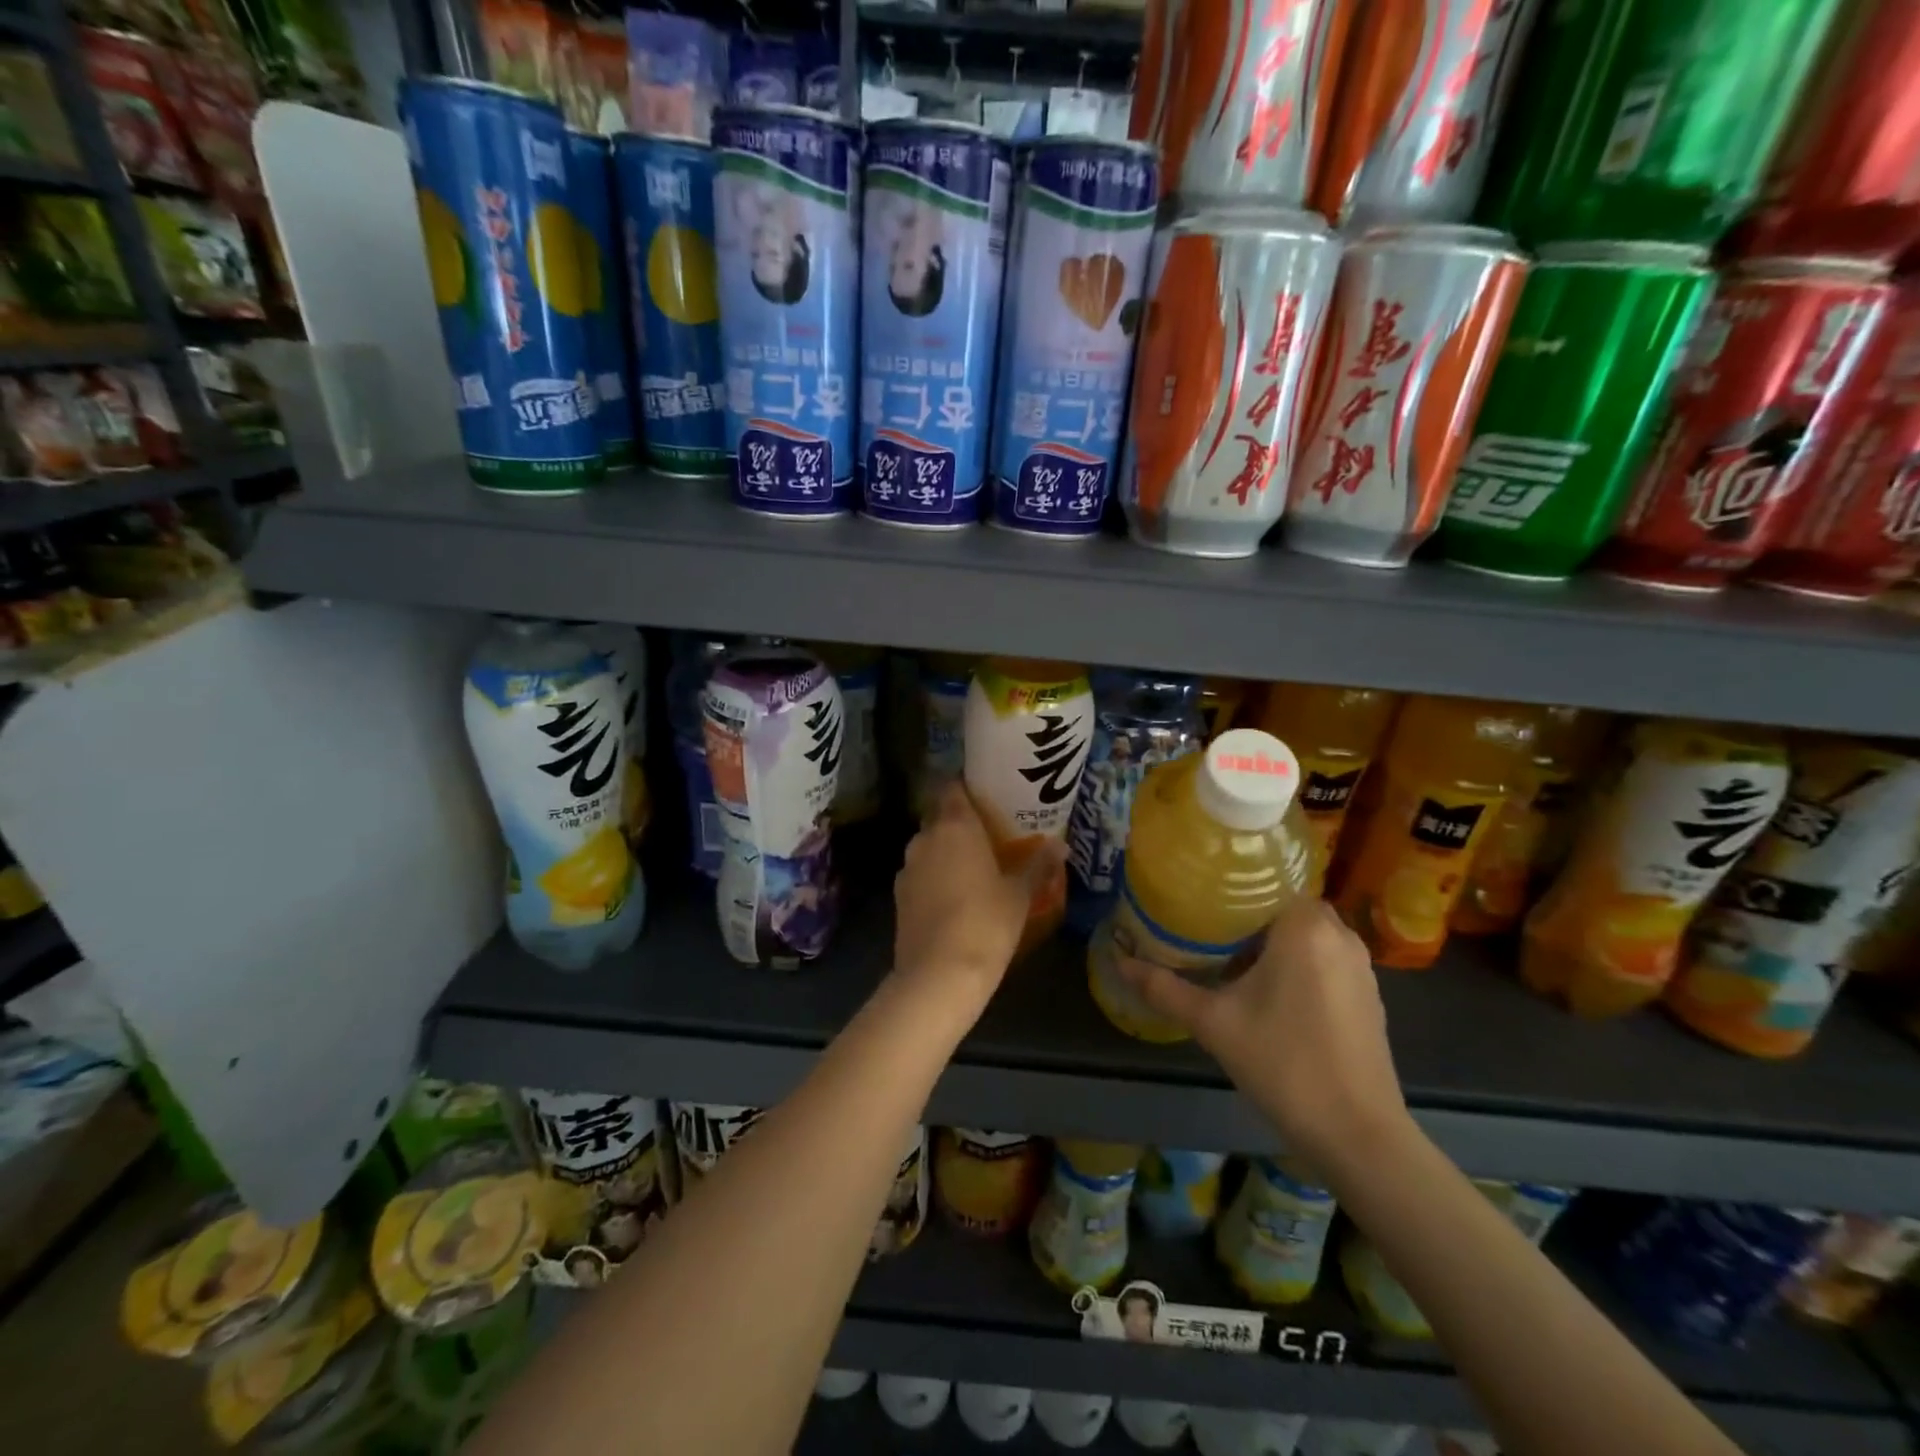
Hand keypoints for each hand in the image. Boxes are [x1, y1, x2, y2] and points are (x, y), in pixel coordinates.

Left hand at [893, 783, 1063, 1015]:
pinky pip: (920, 872)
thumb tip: (1060, 845)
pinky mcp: (898, 895)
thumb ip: (1038, 865)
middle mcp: (925, 838)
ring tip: (973, 865)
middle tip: (987, 830)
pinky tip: (953, 895)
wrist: (938, 974)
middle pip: (939, 815)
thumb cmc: (986, 923)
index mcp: (955, 826)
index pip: (952, 786)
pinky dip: (934, 875)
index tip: (986, 792)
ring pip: (927, 845)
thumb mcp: (1019, 895)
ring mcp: (907, 866)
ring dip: (945, 849)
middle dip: (959, 819)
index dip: (966, 785)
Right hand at [1114, 896, 1409, 1172]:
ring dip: (1274, 941)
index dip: (1230, 889)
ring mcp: (1360, 966)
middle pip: (1284, 907)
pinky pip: (1325, 958)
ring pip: (1307, 934)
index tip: (1197, 898)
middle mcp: (1339, 935)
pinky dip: (1298, 963)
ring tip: (1230, 957)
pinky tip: (1268, 991)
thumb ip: (1164, 988)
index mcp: (1304, 927)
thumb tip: (1120, 961)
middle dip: (1248, 917)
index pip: (1266, 882)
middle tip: (1205, 928)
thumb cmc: (1283, 1063)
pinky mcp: (1369, 995)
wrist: (1357, 1134)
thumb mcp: (1213, 1023)